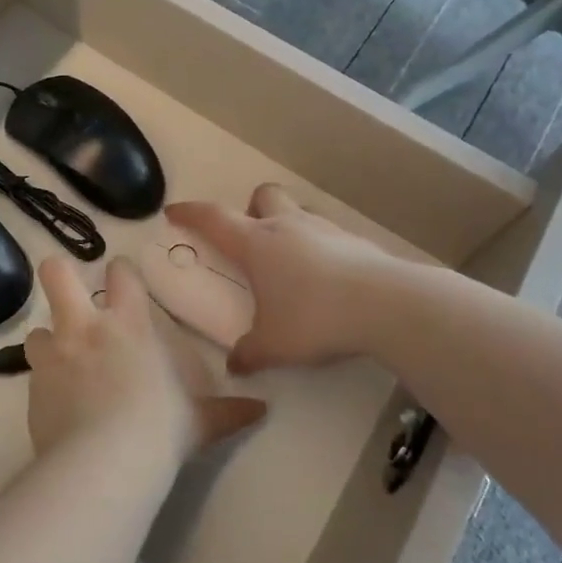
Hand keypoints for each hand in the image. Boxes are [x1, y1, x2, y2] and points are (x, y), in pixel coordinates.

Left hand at [25, 257, 266, 462]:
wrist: (106, 463)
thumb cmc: (160, 430)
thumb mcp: (200, 421)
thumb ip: (227, 411)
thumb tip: (261, 410)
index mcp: (128, 324)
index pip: (120, 274)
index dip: (119, 271)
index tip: (121, 277)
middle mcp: (85, 329)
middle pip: (56, 274)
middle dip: (58, 274)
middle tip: (65, 288)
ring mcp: (54, 356)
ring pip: (37, 331)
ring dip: (48, 342)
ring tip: (59, 361)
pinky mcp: (32, 389)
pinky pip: (33, 376)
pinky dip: (43, 384)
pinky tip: (55, 405)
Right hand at [166, 184, 403, 375]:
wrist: (387, 305)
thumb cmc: (315, 318)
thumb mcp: (274, 345)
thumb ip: (250, 353)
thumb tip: (235, 365)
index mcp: (257, 244)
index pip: (213, 219)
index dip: (191, 213)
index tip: (174, 212)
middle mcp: (287, 227)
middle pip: (263, 196)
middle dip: (252, 210)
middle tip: (252, 239)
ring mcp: (325, 230)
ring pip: (298, 212)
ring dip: (288, 228)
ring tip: (291, 266)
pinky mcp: (356, 242)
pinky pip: (328, 236)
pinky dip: (321, 250)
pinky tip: (328, 281)